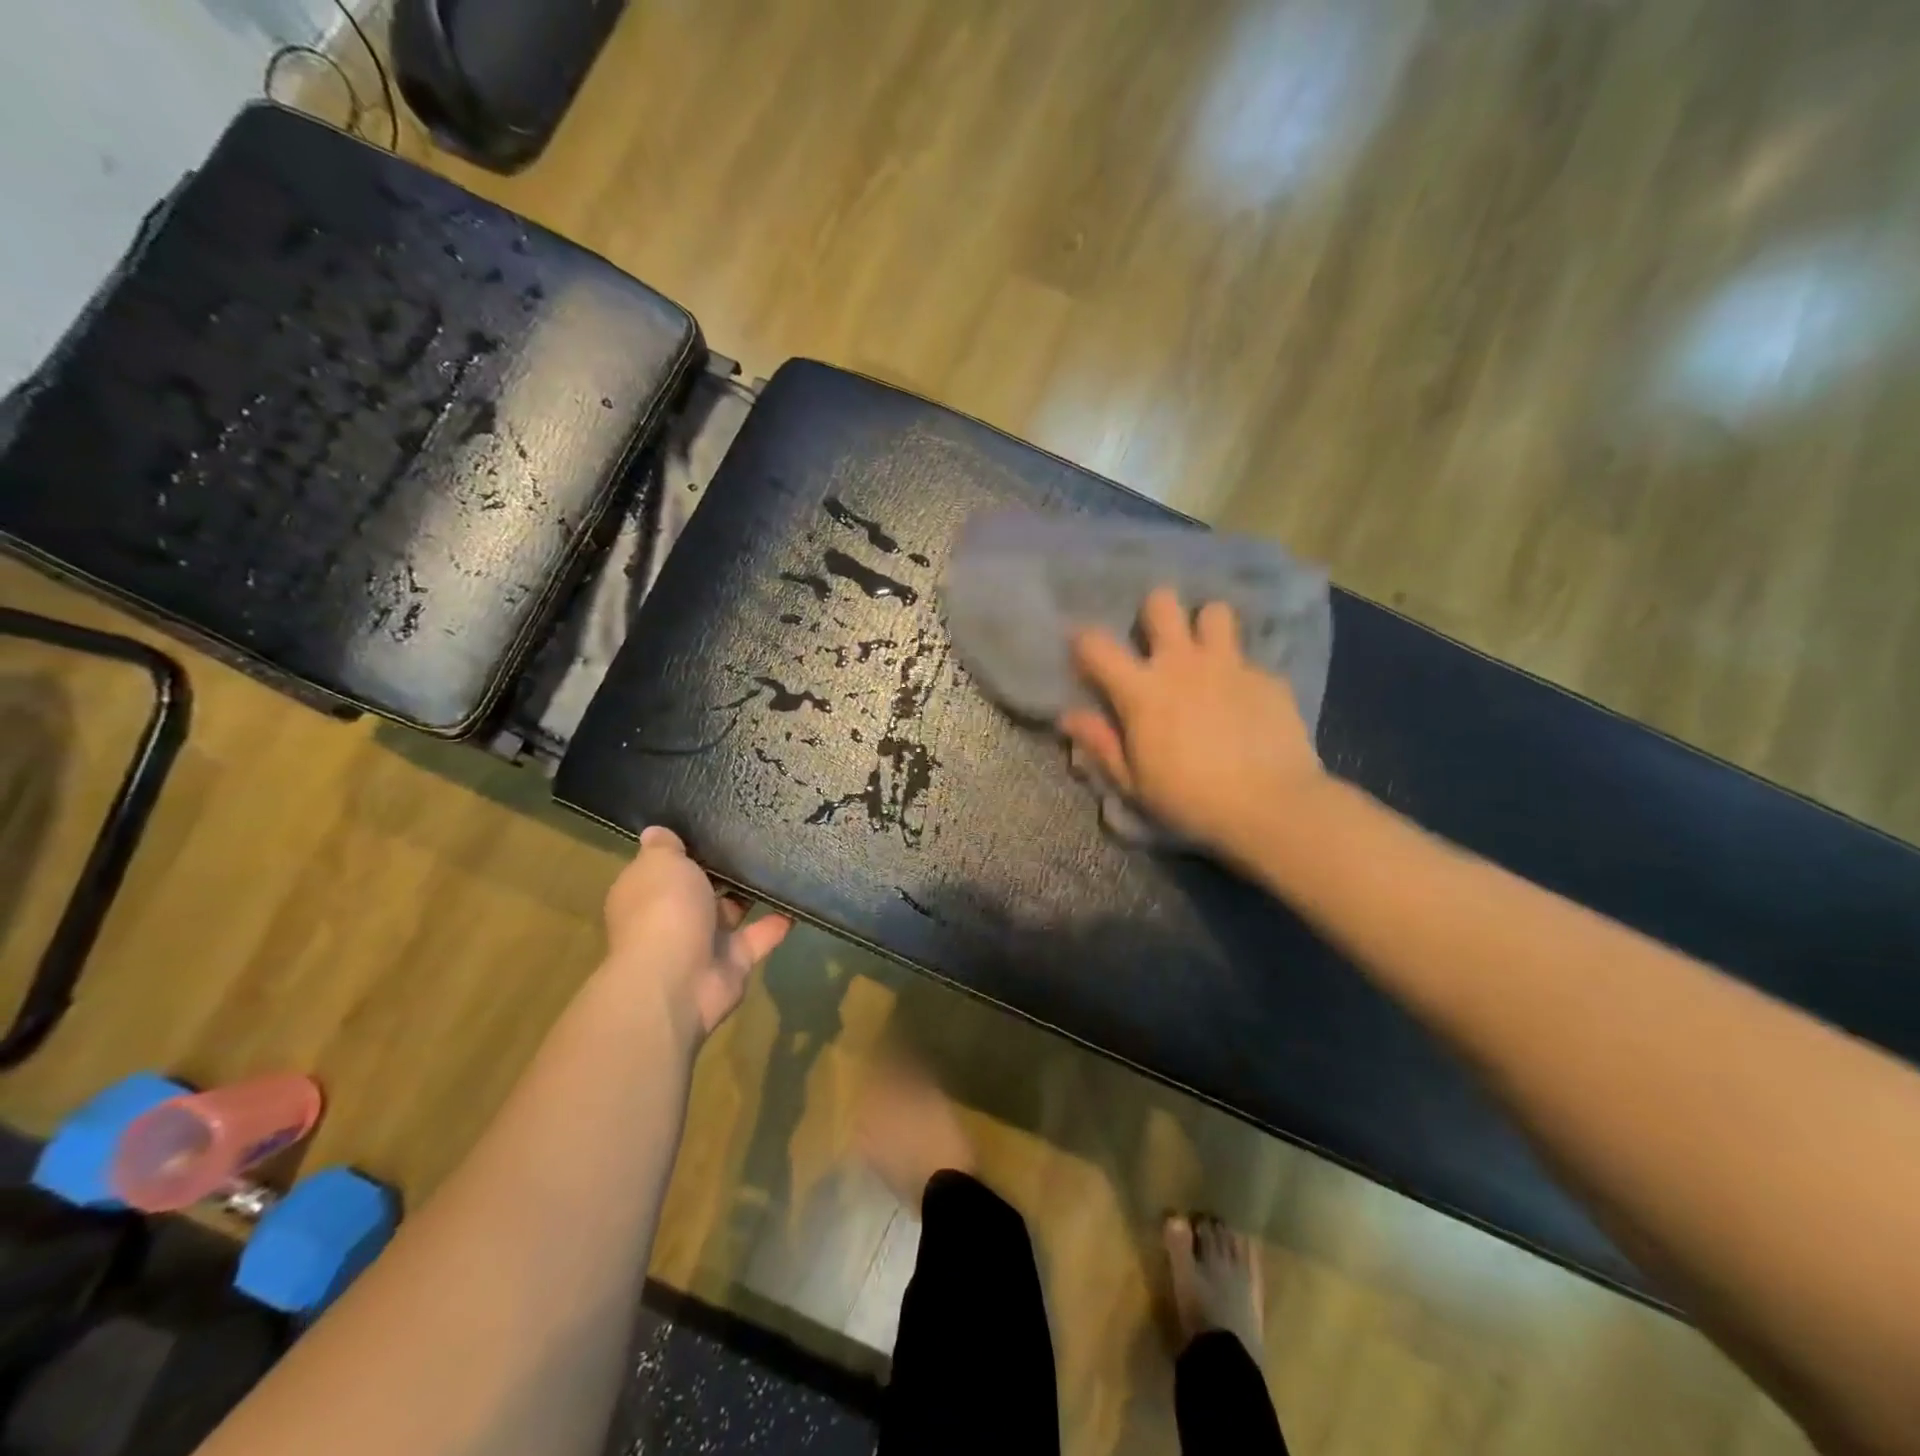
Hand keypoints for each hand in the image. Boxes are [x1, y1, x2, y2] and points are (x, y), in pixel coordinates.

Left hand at [601, 826, 792, 1041]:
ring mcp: (704, 941)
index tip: (713, 822)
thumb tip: (656, 831)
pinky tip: (800, 897)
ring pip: (732, 910)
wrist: (677, 979)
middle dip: (723, 868)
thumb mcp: (660, 863)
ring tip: (783, 860)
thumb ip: (664, 846)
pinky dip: (778, 921)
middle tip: (756, 835)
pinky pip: (760, 935)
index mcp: (647, 892)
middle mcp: (672, 916)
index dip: (685, 847)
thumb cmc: (663, 909)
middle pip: (701, 887)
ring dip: (752, 892)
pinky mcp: (735, 961)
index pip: (665, 865)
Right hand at [1059, 587, 1325, 855]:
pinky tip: (1245, 703)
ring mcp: (1229, 665)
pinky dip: (1239, 674)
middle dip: (1154, 612)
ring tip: (1206, 654)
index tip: (1083, 651)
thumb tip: (1069, 717)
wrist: (1271, 806)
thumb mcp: (1133, 782)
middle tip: (1157, 641)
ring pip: (1214, 612)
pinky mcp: (1267, 677)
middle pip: (1162, 603)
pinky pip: (1248, 659)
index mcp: (1142, 690)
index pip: (1096, 645)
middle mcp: (1182, 663)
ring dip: (1205, 627)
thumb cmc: (1189, 799)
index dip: (1082, 640)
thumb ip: (1101, 743)